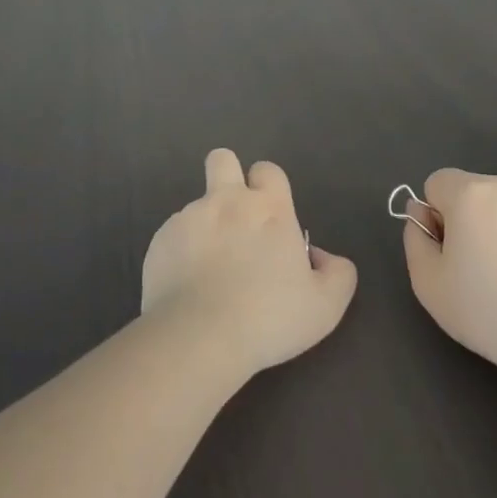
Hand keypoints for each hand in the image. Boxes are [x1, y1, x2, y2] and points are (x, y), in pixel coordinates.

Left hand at [141, 149, 357, 379]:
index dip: (269, 186)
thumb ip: (337, 273)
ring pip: (197, 206)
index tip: (271, 217)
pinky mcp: (160, 241)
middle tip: (234, 216)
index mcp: (269, 208)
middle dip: (227, 174)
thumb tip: (321, 257)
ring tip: (210, 271)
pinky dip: (181, 254)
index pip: (268, 169)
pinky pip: (173, 237)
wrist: (198, 338)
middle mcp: (227, 201)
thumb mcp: (325, 306)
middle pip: (222, 159)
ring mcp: (188, 218)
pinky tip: (187, 287)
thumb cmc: (268, 318)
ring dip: (206, 226)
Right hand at [403, 168, 496, 374]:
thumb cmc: (489, 312)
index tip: (448, 252)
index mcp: (470, 194)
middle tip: (477, 269)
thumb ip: (415, 240)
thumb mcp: (429, 284)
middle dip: (468, 221)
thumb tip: (421, 217)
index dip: (434, 215)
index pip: (436, 182)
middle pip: (473, 192)